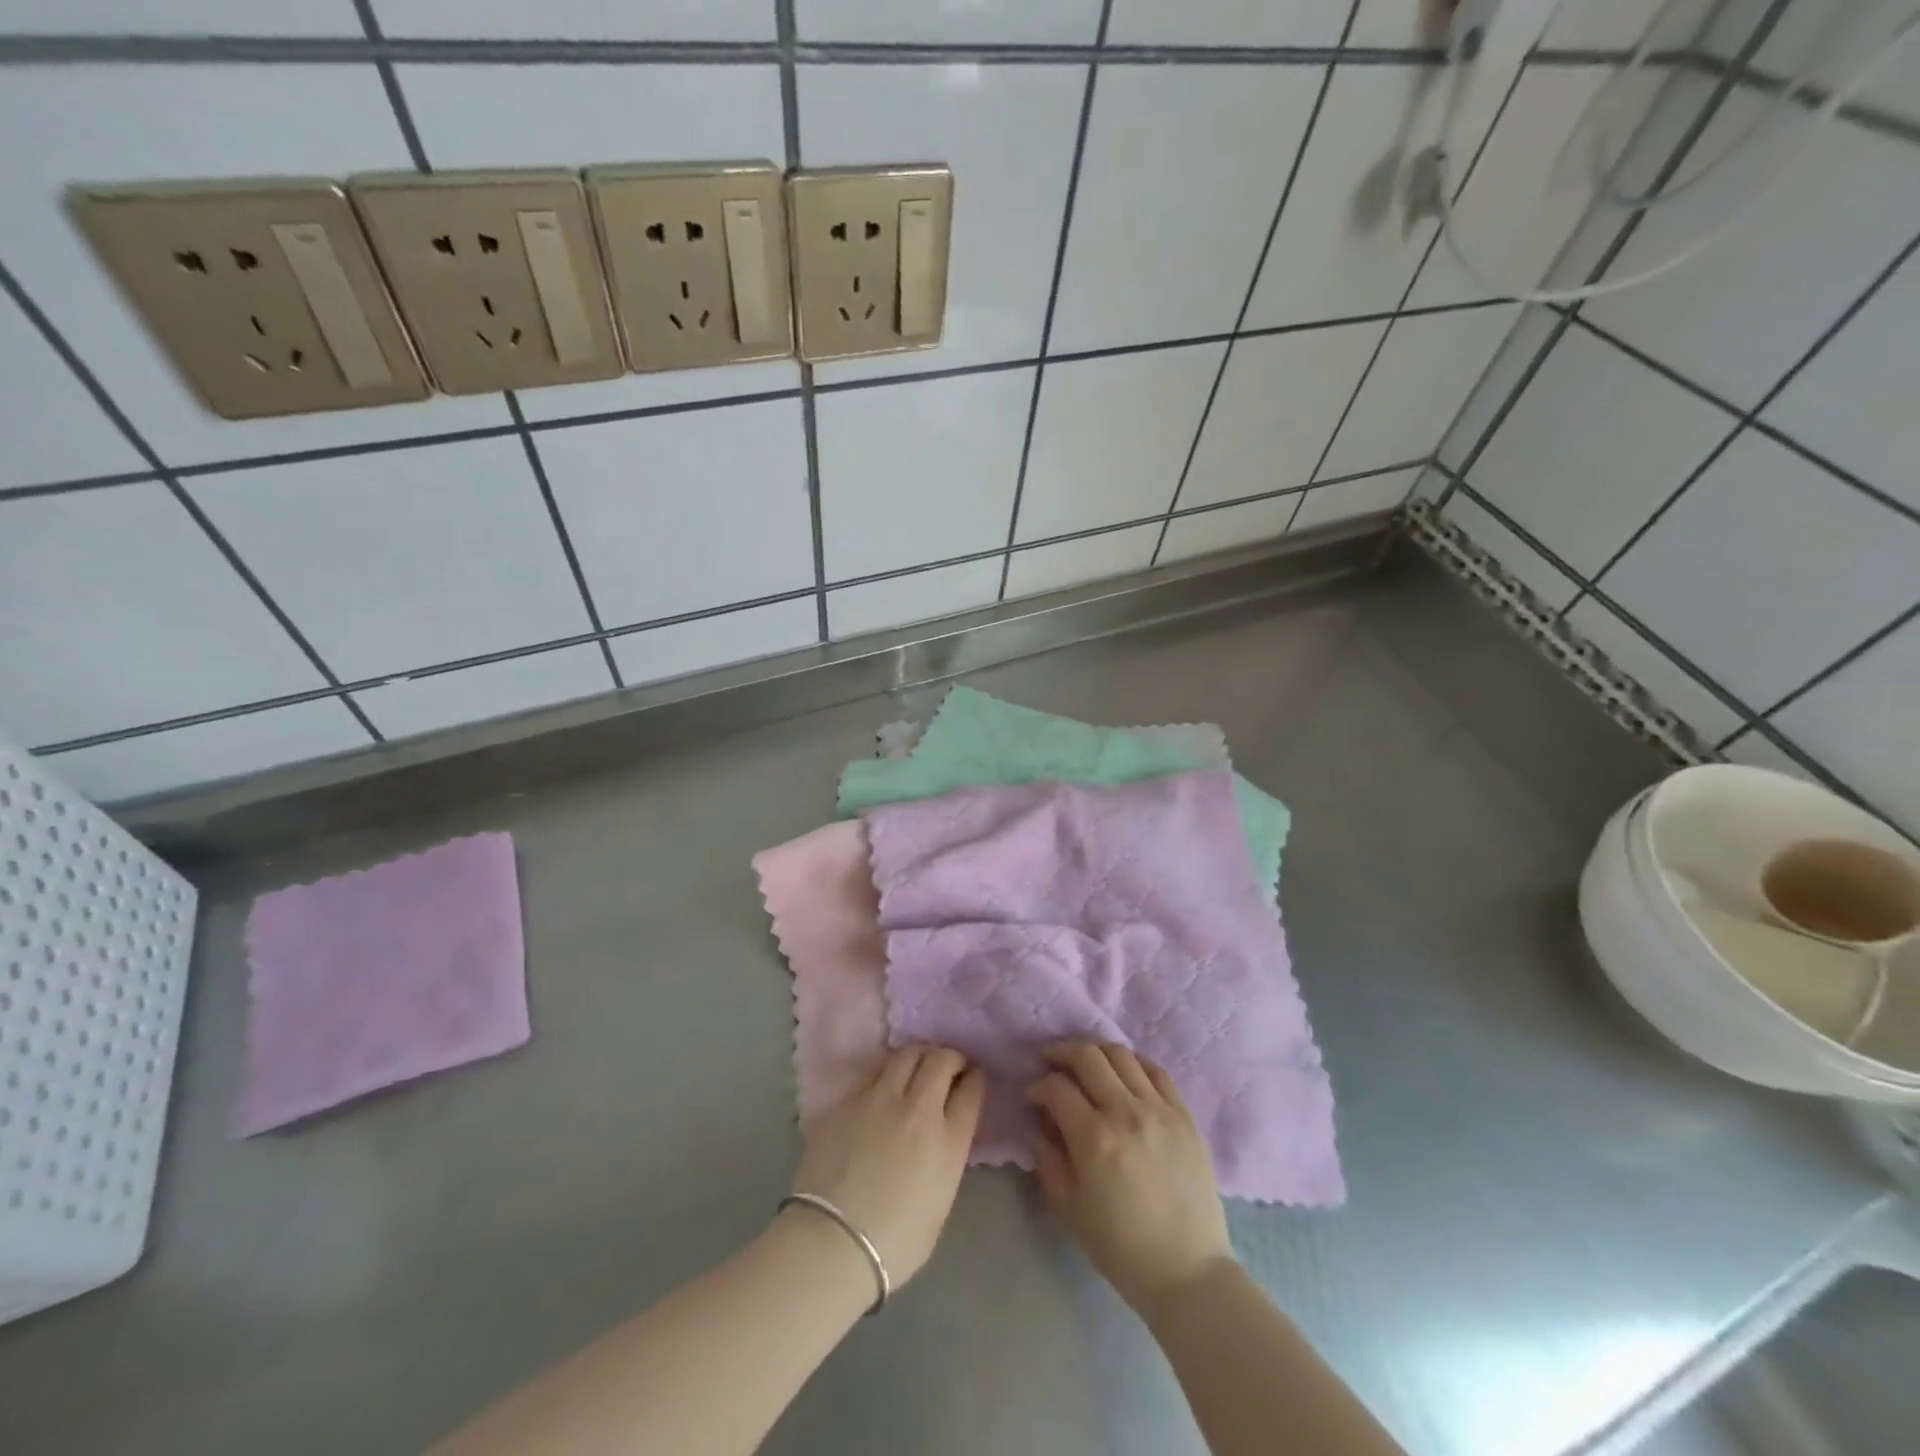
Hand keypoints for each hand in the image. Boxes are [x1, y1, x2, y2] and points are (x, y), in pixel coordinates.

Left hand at [792, 1045, 984, 1286]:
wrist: (832, 1242)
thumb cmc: (894, 1243)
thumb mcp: (940, 1203)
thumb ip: (946, 1159)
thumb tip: (941, 1139)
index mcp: (949, 1141)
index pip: (971, 1091)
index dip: (975, 1078)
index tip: (973, 1077)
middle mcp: (919, 1109)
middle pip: (941, 1061)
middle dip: (951, 1057)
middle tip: (950, 1065)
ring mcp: (881, 1099)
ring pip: (907, 1054)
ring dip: (920, 1055)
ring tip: (919, 1064)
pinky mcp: (850, 1100)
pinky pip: (875, 1072)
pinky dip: (888, 1070)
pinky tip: (886, 1082)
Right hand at [1027, 1041, 1234, 1320]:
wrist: (1187, 1272)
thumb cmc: (1121, 1248)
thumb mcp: (1069, 1210)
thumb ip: (1048, 1160)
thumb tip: (1038, 1126)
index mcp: (1094, 1139)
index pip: (1056, 1087)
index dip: (1038, 1086)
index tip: (1033, 1097)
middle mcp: (1125, 1112)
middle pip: (1087, 1056)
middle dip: (1061, 1052)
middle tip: (1051, 1062)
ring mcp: (1159, 1109)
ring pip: (1121, 1054)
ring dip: (1096, 1052)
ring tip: (1086, 1064)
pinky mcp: (1184, 1115)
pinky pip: (1156, 1070)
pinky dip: (1133, 1063)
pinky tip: (1123, 1073)